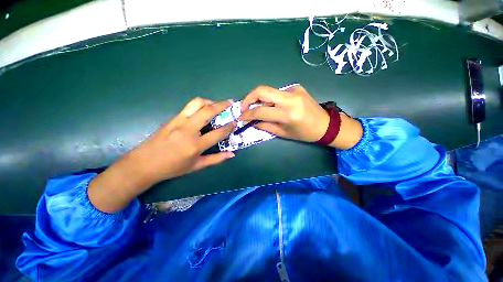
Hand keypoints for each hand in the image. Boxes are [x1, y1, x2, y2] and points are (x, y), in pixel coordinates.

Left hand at [88, 98, 235, 212]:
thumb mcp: (196, 166)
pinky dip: (201, 105)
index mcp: (195, 145)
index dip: (229, 126)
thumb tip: (232, 154)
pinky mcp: (172, 118)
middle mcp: (188, 130)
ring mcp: (179, 121)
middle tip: (231, 103)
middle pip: (208, 111)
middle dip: (222, 105)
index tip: (236, 122)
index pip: (218, 132)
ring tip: (218, 104)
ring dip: (210, 101)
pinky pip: (189, 107)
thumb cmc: (172, 168)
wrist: (144, 164)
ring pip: (197, 103)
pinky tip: (205, 110)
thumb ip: (216, 159)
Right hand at [240, 85, 329, 142]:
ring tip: (258, 108)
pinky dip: (271, 99)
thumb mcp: (283, 133)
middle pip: (261, 90)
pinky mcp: (296, 87)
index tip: (240, 117)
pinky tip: (274, 106)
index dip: (247, 114)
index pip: (260, 111)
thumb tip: (252, 122)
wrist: (325, 124)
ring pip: (268, 90)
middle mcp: (289, 98)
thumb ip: (265, 126)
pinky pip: (277, 92)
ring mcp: (293, 90)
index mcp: (287, 114)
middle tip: (244, 108)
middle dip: (248, 98)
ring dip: (259, 99)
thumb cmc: (304, 133)